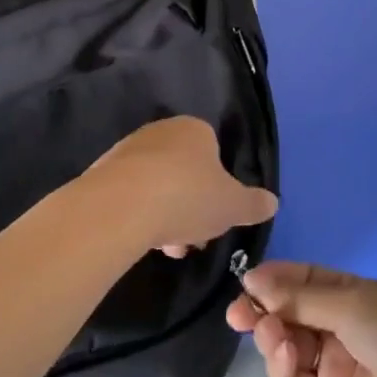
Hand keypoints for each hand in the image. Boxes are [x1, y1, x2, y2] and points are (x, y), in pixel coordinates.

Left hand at [87, 116, 276, 257]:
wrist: (121, 205)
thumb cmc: (188, 197)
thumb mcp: (233, 206)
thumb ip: (253, 204)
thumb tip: (272, 202)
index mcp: (195, 129)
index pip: (213, 152)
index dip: (218, 187)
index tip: (217, 216)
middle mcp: (161, 131)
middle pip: (184, 171)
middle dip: (190, 206)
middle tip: (192, 238)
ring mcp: (129, 149)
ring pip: (157, 184)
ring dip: (165, 215)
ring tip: (166, 247)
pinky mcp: (103, 171)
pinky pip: (131, 194)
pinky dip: (139, 214)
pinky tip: (141, 238)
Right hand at [227, 262, 376, 376]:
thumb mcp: (350, 302)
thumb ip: (299, 297)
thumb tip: (253, 280)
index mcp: (348, 295)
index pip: (301, 282)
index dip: (273, 280)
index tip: (246, 282)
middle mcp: (337, 327)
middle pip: (287, 315)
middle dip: (262, 311)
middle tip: (238, 314)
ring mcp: (332, 366)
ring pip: (286, 347)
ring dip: (271, 337)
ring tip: (271, 333)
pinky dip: (281, 366)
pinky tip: (282, 352)